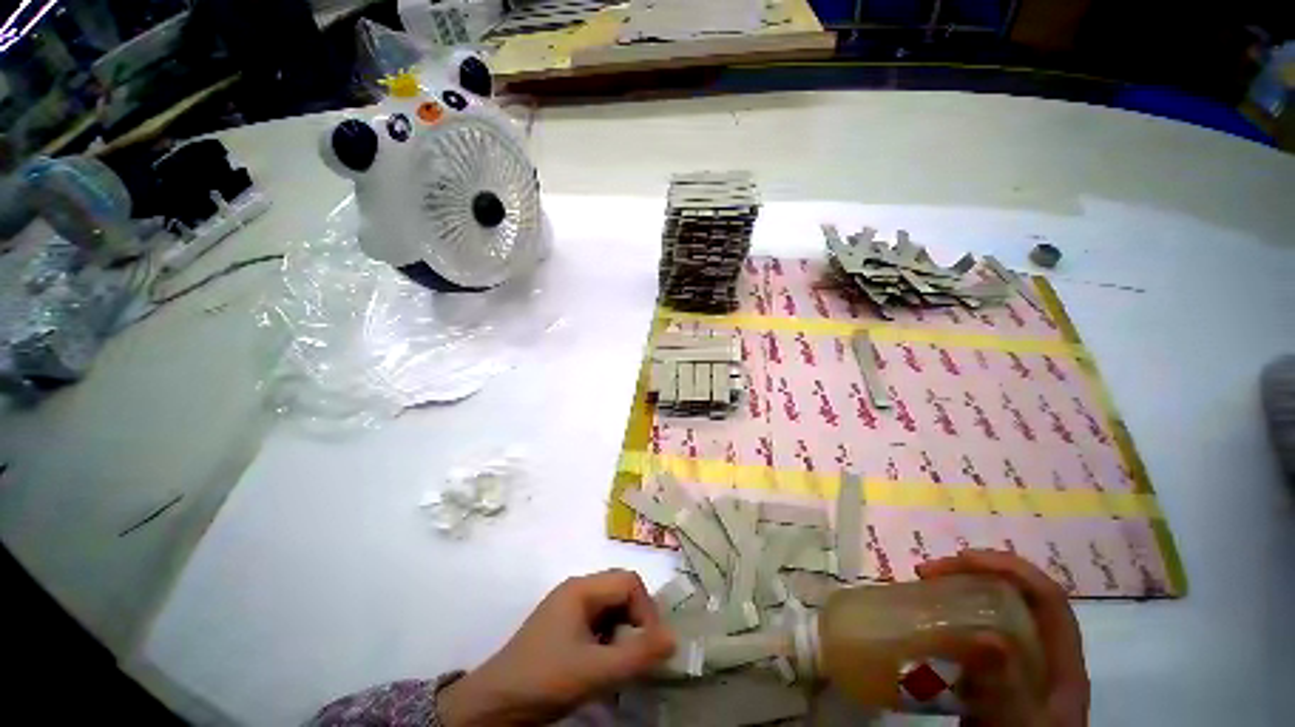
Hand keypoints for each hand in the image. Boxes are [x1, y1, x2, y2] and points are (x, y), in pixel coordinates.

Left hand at [438, 569, 675, 726]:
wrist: (493, 706)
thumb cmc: (544, 680)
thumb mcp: (594, 671)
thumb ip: (637, 655)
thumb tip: (674, 639)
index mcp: (582, 588)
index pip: (629, 583)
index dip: (647, 610)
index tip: (651, 646)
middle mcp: (576, 590)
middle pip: (621, 591)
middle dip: (637, 620)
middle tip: (641, 654)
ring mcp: (568, 607)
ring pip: (611, 608)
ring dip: (624, 632)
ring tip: (623, 663)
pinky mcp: (563, 626)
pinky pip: (598, 623)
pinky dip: (610, 640)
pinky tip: (605, 664)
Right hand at [917, 550, 1089, 726]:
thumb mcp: (1017, 724)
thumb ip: (1006, 687)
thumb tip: (985, 637)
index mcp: (1061, 660)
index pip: (1045, 595)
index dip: (1008, 567)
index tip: (957, 560)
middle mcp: (1042, 655)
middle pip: (1016, 596)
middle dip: (972, 574)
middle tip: (927, 574)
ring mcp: (1018, 665)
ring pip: (992, 612)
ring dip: (957, 593)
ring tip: (922, 591)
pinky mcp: (994, 677)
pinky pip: (972, 635)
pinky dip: (949, 622)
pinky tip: (925, 627)